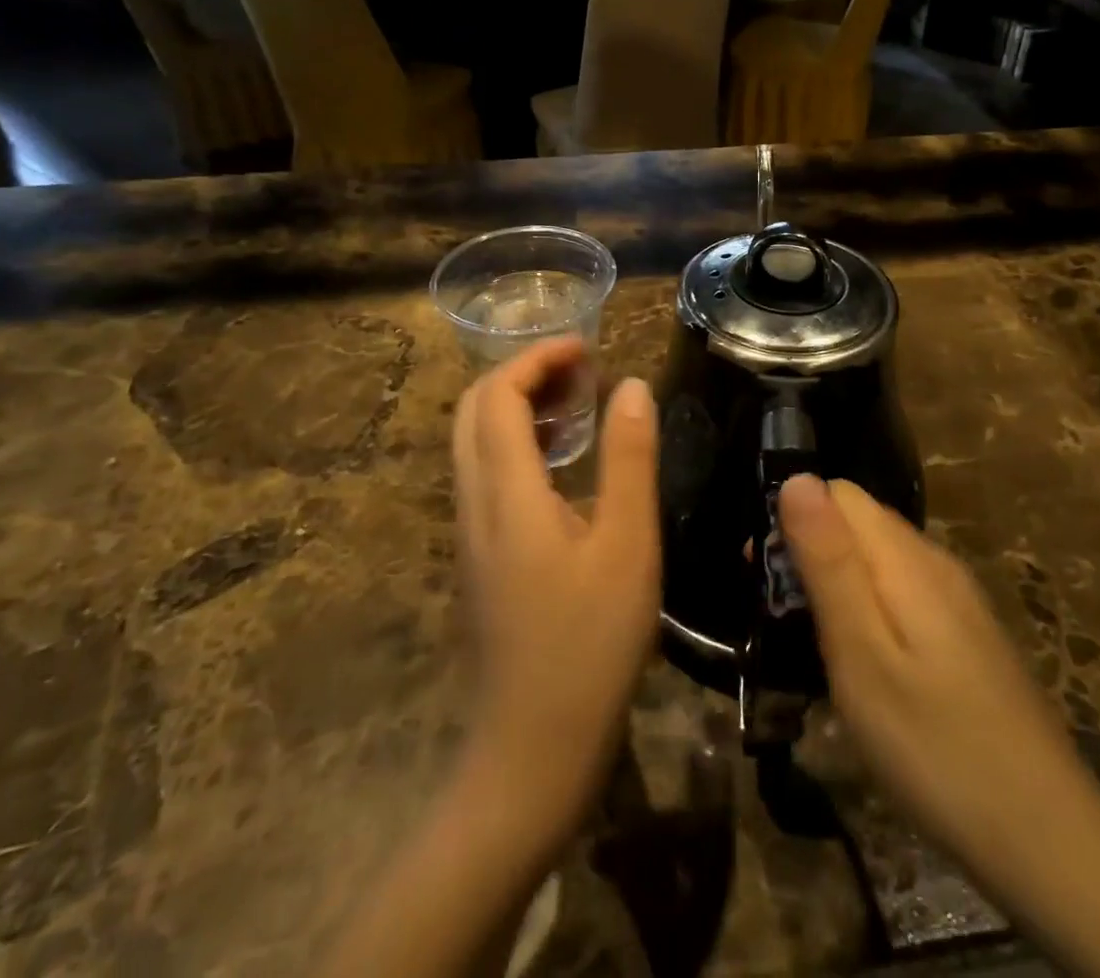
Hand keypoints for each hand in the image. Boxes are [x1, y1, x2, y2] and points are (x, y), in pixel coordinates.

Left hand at [452, 337, 660, 845]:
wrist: (531, 751)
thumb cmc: (589, 645)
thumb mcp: (628, 545)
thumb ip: (629, 458)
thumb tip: (630, 385)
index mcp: (505, 493)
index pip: (497, 395)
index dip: (536, 358)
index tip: (585, 348)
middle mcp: (474, 503)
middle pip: (473, 410)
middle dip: (522, 374)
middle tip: (581, 371)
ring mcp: (470, 533)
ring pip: (475, 443)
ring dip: (517, 407)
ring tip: (577, 404)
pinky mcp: (479, 557)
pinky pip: (485, 475)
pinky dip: (517, 444)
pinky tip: (561, 464)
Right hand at [776, 475, 1071, 865]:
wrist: (1050, 844)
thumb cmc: (935, 746)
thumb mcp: (862, 654)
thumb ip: (829, 561)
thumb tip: (797, 477)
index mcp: (908, 558)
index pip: (838, 492)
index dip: (791, 517)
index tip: (761, 574)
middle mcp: (936, 563)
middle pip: (858, 522)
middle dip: (808, 552)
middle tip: (776, 618)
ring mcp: (958, 601)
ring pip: (878, 559)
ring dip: (834, 584)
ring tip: (808, 645)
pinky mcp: (967, 637)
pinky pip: (901, 594)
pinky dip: (866, 611)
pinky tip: (860, 666)